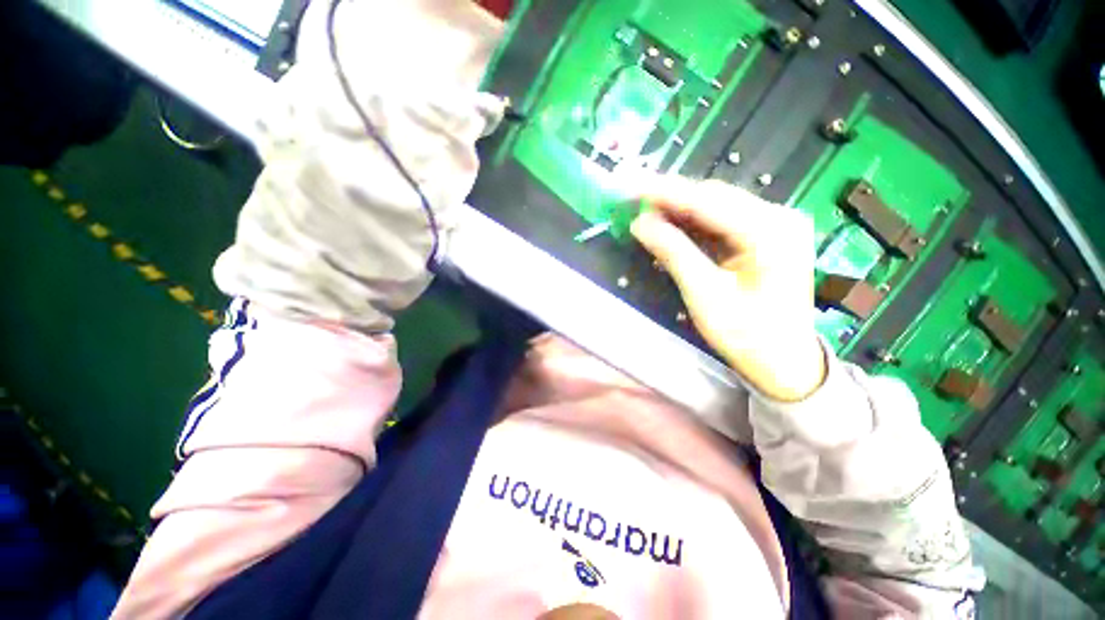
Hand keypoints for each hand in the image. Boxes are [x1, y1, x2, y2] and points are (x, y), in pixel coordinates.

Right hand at [631, 176, 825, 401]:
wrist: (784, 363)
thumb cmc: (746, 335)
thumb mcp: (704, 295)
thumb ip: (673, 252)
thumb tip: (640, 223)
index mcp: (769, 231)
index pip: (707, 201)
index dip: (664, 192)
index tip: (630, 186)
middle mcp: (778, 217)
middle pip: (713, 198)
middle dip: (670, 198)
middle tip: (632, 199)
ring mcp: (775, 226)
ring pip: (716, 207)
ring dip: (679, 209)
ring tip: (644, 210)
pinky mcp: (766, 237)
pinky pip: (722, 222)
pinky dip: (693, 224)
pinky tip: (670, 226)